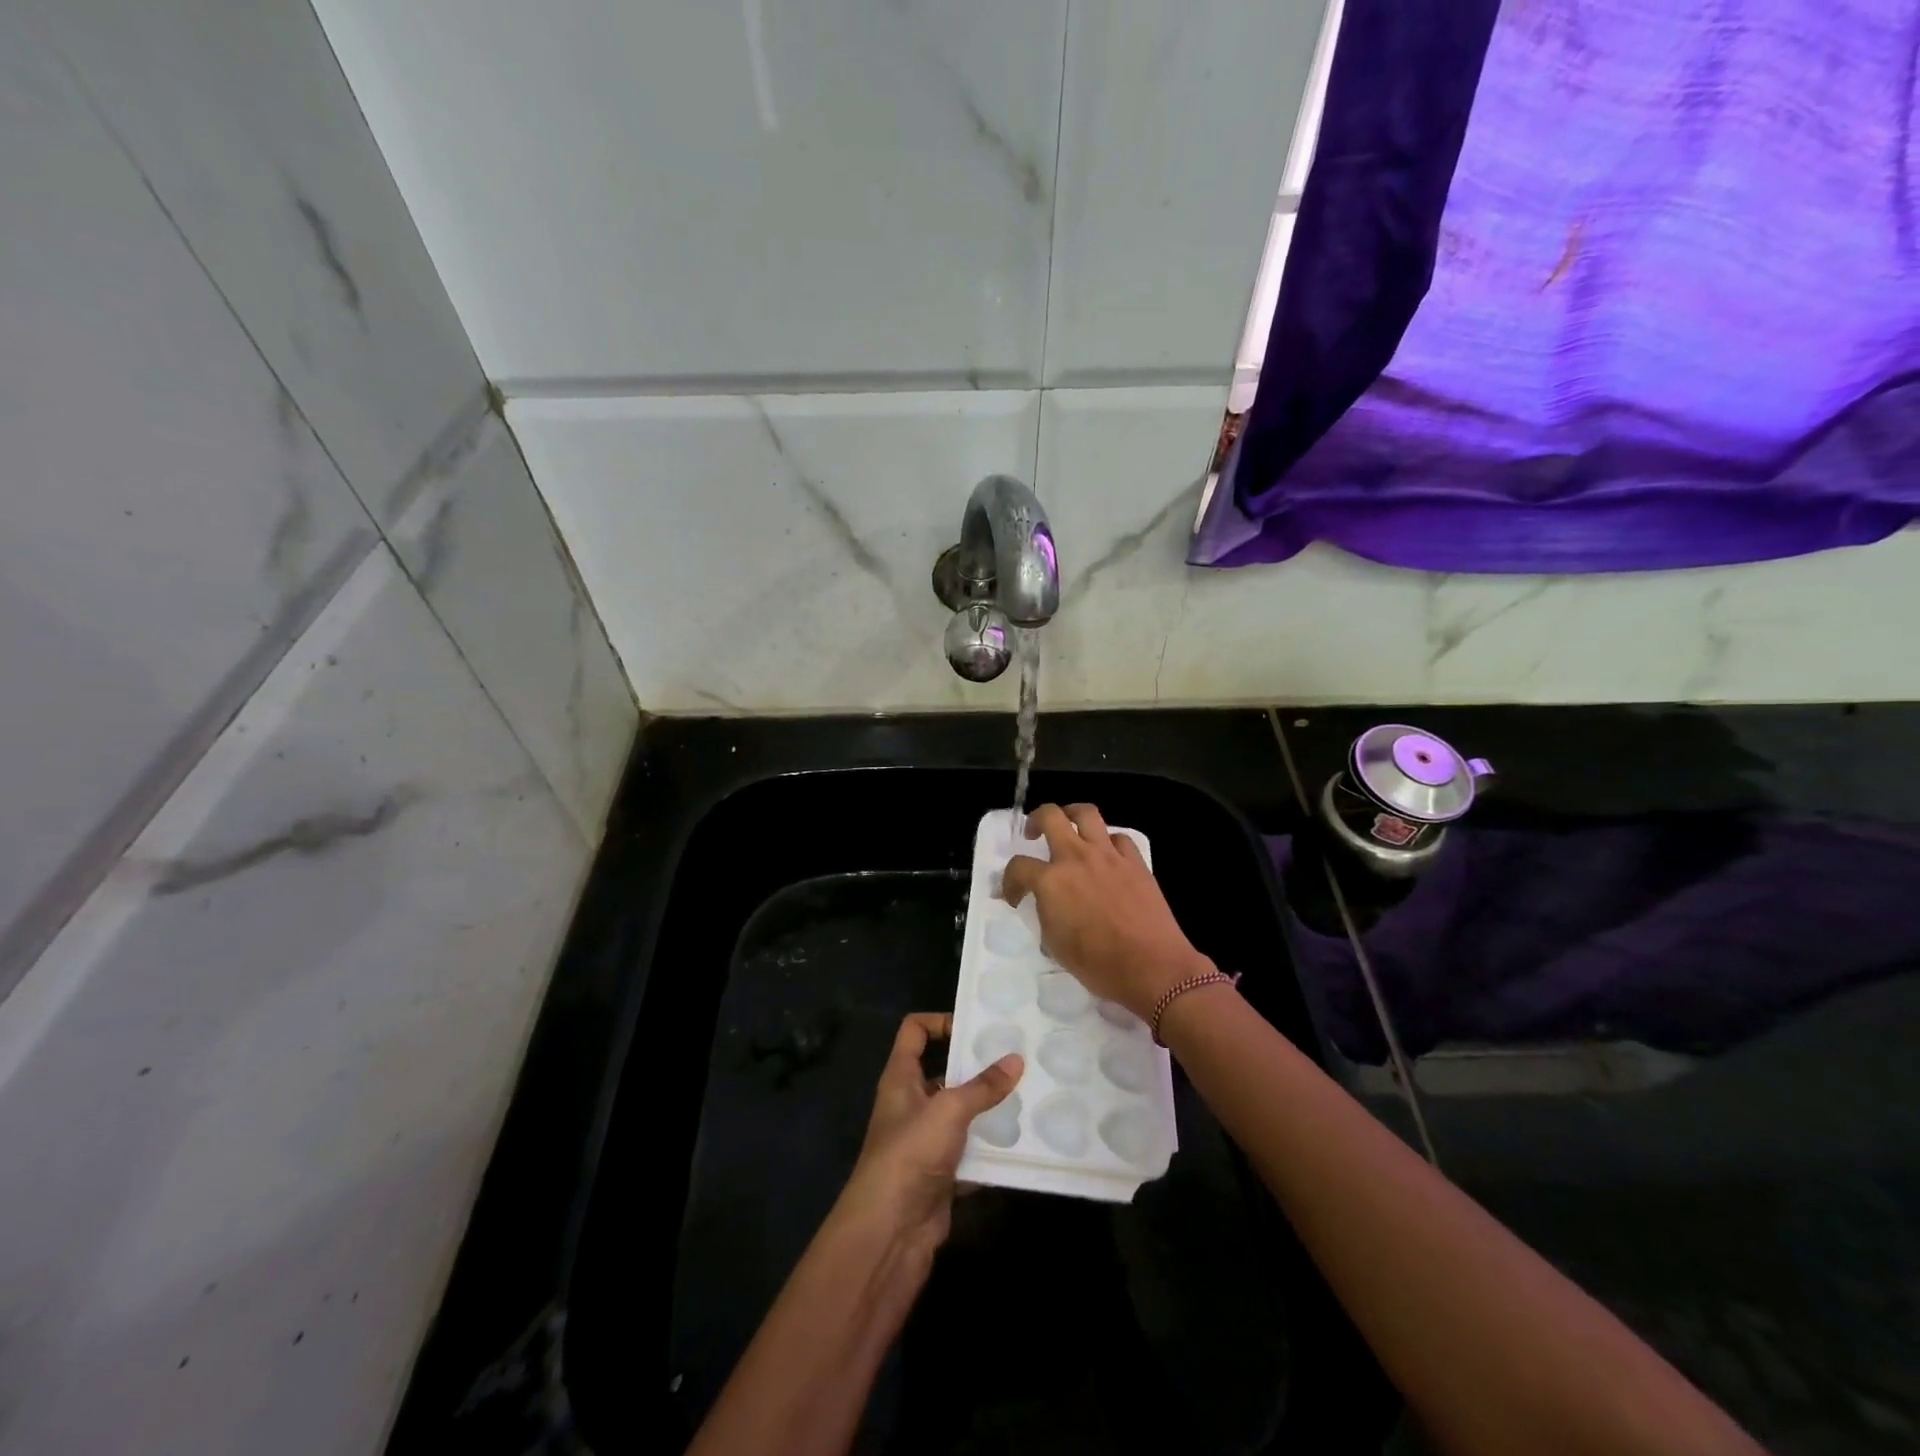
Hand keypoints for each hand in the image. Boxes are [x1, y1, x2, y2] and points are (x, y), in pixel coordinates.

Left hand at [834, 1013, 1022, 1265]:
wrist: (890, 1231)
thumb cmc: (911, 1152)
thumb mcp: (950, 1109)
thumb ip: (983, 1086)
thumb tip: (1016, 1059)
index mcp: (901, 1078)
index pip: (915, 1031)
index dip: (941, 1021)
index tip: (976, 1027)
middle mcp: (910, 1104)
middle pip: (943, 1071)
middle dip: (977, 1067)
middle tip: (1016, 1060)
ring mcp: (924, 1141)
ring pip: (960, 1114)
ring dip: (988, 1109)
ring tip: (1028, 1096)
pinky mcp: (940, 1174)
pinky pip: (970, 1152)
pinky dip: (990, 1150)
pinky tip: (1021, 1142)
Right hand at [1001, 802, 1213, 1020]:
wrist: (1152, 966)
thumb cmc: (1098, 964)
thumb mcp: (1055, 944)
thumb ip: (1045, 913)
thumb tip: (1045, 902)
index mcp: (1051, 881)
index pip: (1018, 866)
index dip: (1009, 881)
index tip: (1014, 896)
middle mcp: (1077, 857)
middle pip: (1050, 816)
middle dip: (1036, 820)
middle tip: (1034, 834)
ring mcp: (1108, 855)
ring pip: (1087, 813)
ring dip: (1071, 815)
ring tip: (1069, 828)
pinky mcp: (1135, 861)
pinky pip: (1118, 837)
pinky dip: (1108, 841)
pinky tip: (1106, 855)